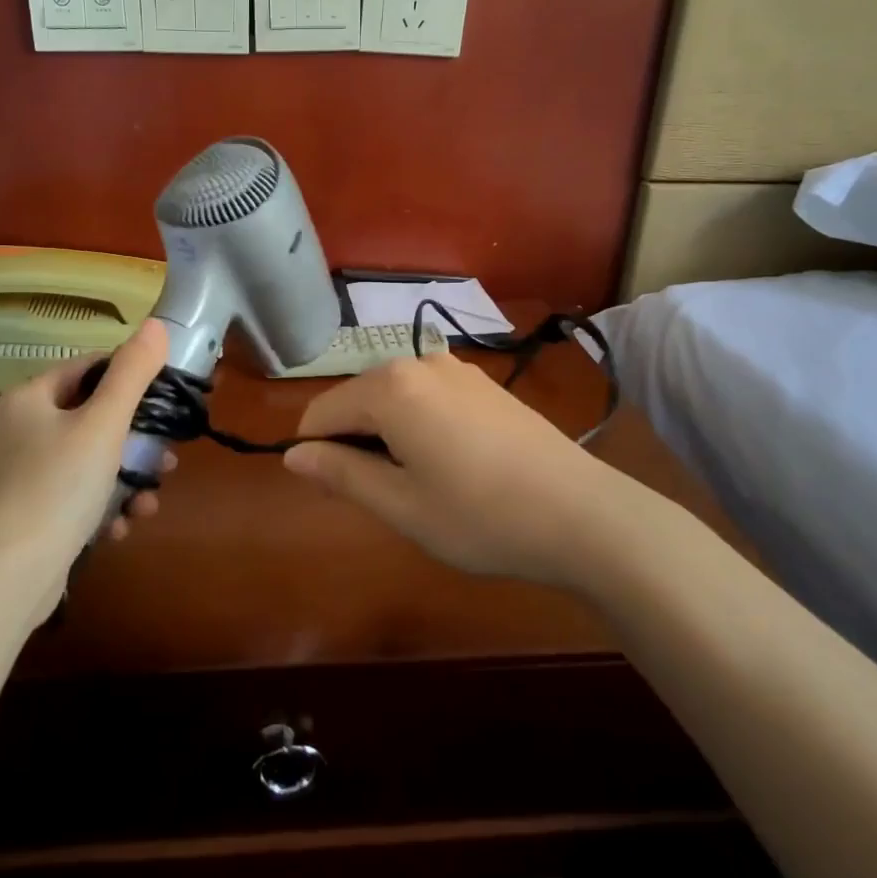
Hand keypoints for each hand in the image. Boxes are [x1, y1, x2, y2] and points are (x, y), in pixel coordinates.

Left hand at [0, 319, 170, 599]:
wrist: (10, 575)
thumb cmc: (59, 486)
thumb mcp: (104, 424)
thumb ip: (133, 373)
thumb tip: (157, 324)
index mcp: (31, 398)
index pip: (90, 369)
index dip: (131, 379)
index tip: (166, 400)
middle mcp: (22, 429)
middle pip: (95, 418)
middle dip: (136, 440)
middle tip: (166, 459)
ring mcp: (25, 474)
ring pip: (91, 461)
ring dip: (127, 478)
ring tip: (149, 500)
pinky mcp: (32, 512)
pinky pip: (78, 495)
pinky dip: (104, 506)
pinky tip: (121, 526)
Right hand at [283, 353, 611, 585]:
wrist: (583, 514)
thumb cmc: (480, 516)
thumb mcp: (400, 505)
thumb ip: (340, 473)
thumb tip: (293, 455)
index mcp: (389, 387)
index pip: (321, 412)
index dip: (315, 454)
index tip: (336, 495)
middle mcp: (419, 362)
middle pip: (357, 399)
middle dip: (354, 443)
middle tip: (385, 497)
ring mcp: (456, 369)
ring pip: (393, 397)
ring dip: (387, 435)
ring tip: (421, 484)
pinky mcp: (484, 383)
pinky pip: (427, 396)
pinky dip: (418, 425)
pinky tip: (452, 464)